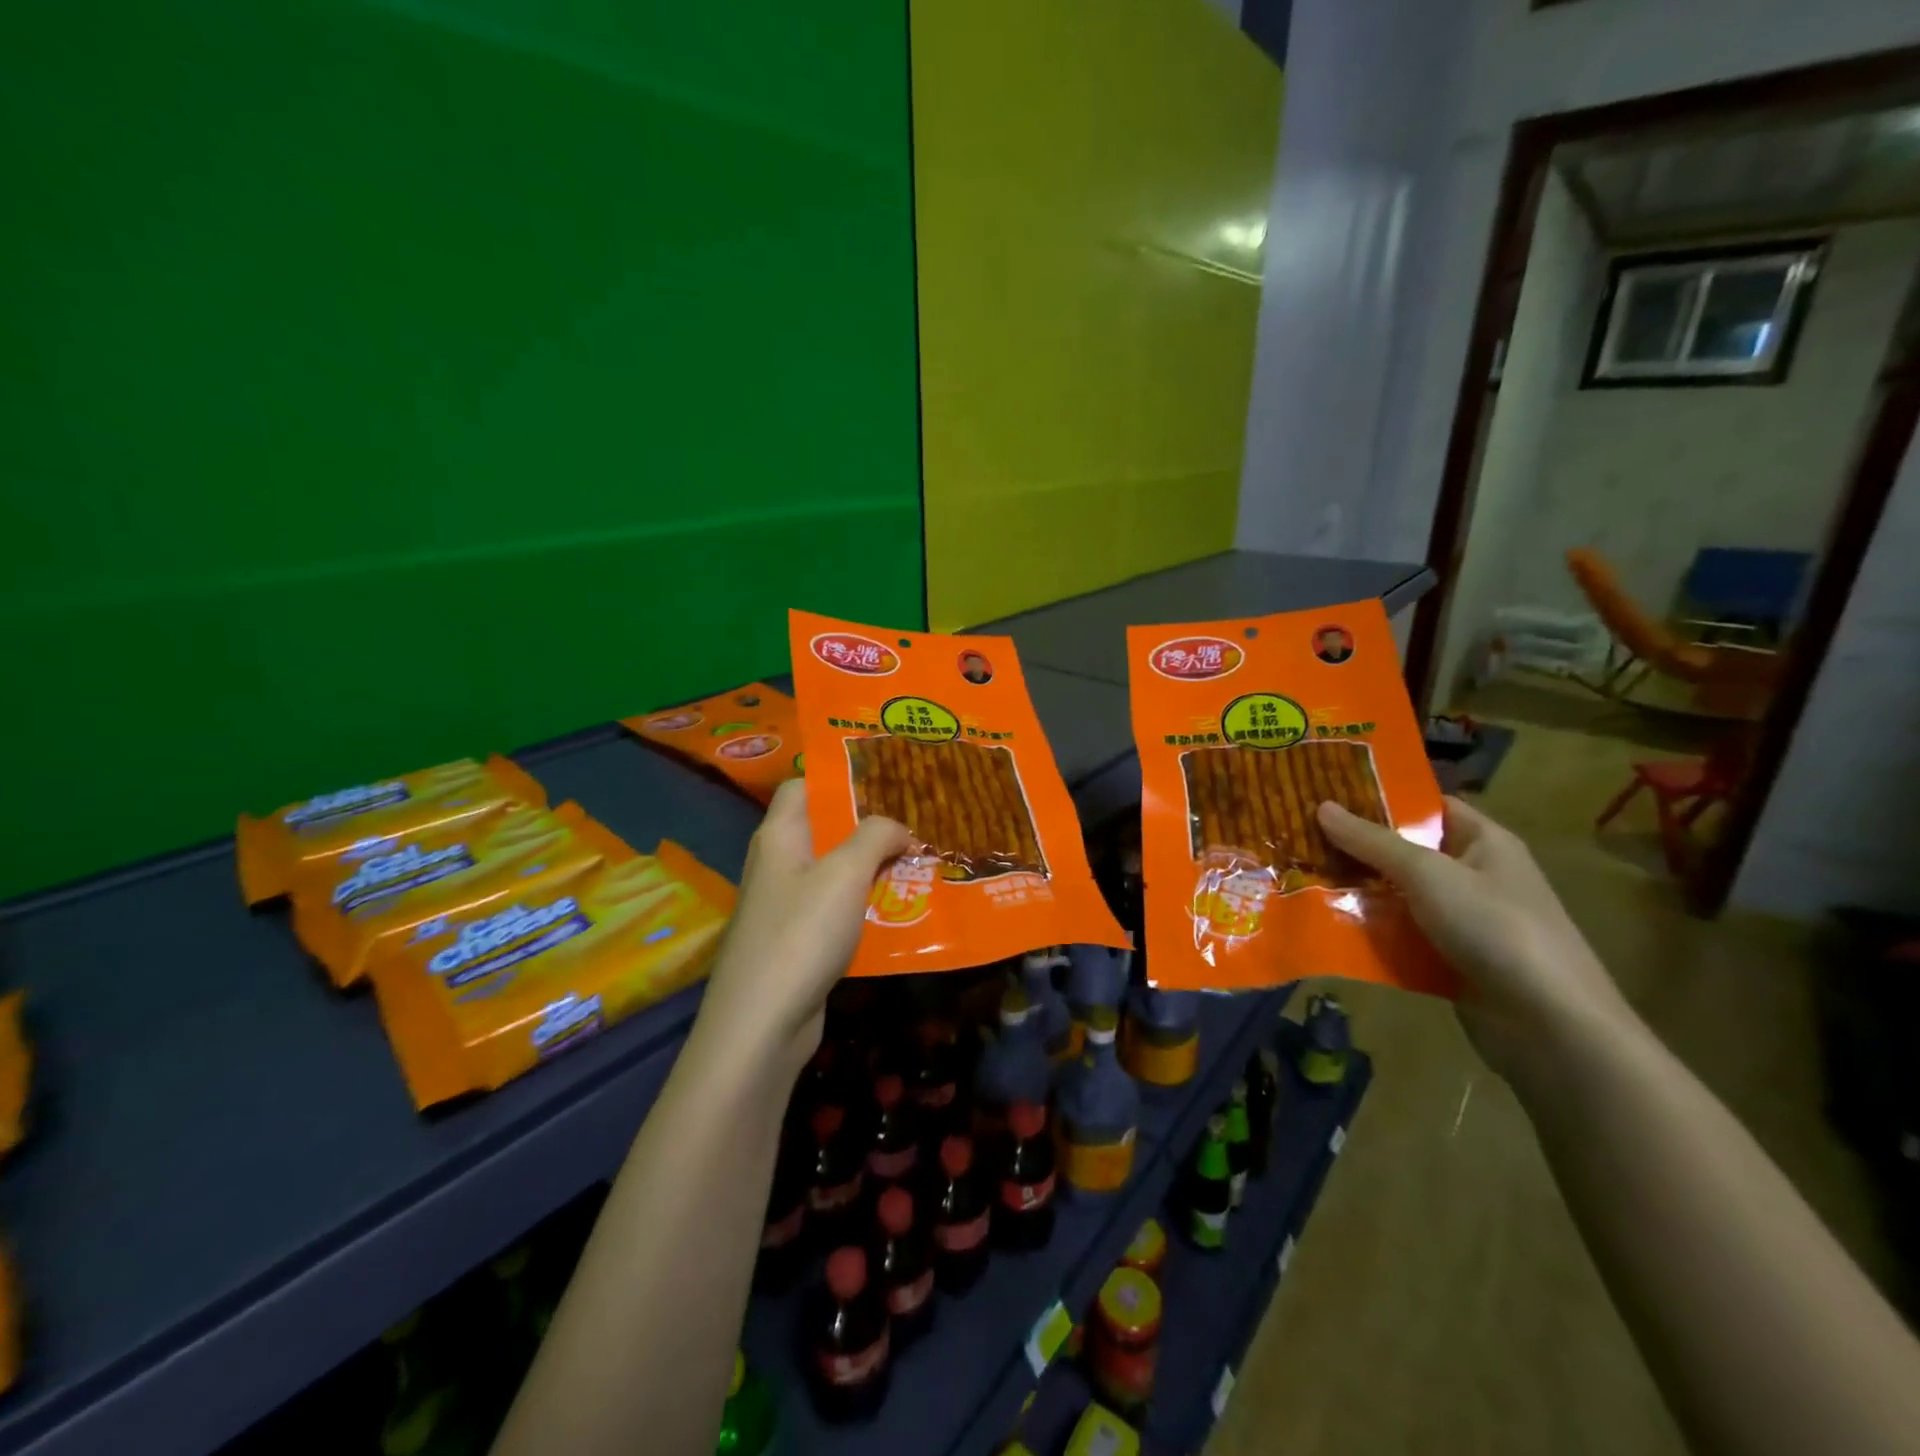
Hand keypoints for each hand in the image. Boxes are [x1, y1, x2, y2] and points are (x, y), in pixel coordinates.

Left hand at [695, 780, 910, 1080]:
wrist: (761, 1025)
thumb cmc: (801, 934)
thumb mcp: (845, 873)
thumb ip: (875, 837)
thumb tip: (898, 827)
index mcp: (780, 836)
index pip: (803, 785)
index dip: (840, 778)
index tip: (886, 781)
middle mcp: (778, 863)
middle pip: (824, 829)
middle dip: (869, 826)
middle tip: (916, 823)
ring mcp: (786, 905)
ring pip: (834, 872)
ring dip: (872, 868)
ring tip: (918, 863)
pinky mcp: (797, 941)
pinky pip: (836, 910)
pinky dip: (865, 906)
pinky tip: (900, 911)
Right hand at [1316, 796, 1632, 1079]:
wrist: (1551, 1026)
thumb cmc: (1495, 929)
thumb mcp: (1427, 874)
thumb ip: (1372, 841)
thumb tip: (1322, 806)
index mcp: (1483, 841)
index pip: (1425, 805)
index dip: (1379, 798)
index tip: (1325, 793)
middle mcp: (1474, 874)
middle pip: (1404, 851)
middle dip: (1354, 847)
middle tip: (1297, 835)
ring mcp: (1463, 920)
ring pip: (1397, 895)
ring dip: (1355, 890)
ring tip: (1297, 876)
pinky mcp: (1450, 959)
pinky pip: (1400, 934)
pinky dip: (1369, 930)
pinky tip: (1324, 924)